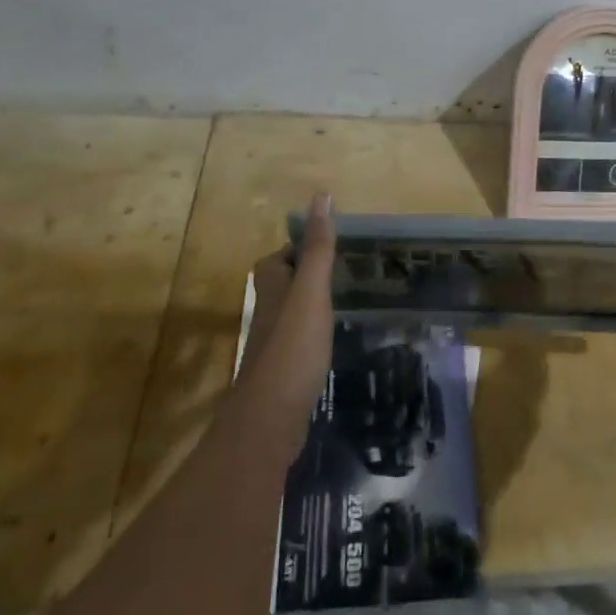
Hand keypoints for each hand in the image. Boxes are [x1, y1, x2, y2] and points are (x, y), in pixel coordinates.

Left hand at [234, 193, 335, 455]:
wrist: (270, 419)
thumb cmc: (292, 346)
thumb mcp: (311, 290)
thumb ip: (318, 247)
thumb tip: (321, 195)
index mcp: (272, 285)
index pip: (283, 254)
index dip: (304, 246)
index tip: (335, 243)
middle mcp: (267, 309)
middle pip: (286, 281)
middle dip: (309, 272)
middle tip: (348, 269)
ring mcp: (273, 341)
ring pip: (292, 310)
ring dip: (313, 302)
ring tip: (348, 299)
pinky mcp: (283, 368)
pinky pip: (300, 338)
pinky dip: (315, 332)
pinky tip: (335, 339)